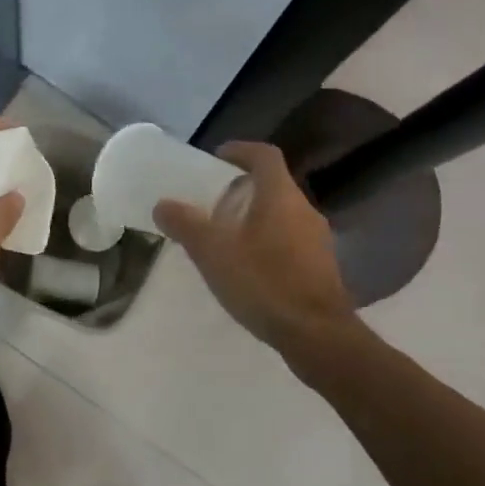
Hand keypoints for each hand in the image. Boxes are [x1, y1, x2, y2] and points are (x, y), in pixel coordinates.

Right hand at [153, 141, 354, 349]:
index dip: (240, 151)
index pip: (264, 156)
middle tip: (212, 203)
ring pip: (282, 215)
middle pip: (273, 186)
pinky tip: (248, 267)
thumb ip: (186, 224)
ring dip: (255, 217)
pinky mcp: (321, 267)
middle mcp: (304, 210)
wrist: (316, 334)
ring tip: (225, 237)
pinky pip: (289, 241)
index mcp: (280, 196)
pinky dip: (267, 242)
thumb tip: (163, 205)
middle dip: (242, 189)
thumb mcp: (213, 252)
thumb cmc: (263, 282)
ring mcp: (317, 240)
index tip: (217, 158)